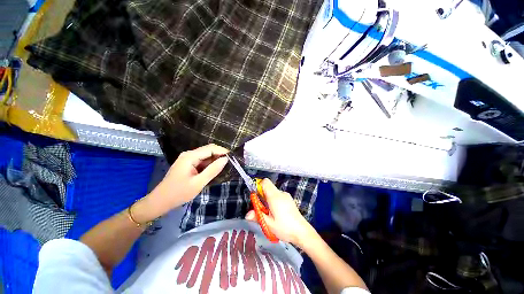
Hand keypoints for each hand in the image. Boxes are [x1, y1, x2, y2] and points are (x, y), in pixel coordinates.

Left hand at [134, 144, 228, 221]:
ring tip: (225, 167)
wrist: (160, 201)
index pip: (211, 148)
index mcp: (190, 156)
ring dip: (215, 160)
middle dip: (220, 155)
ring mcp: (188, 159)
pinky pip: (202, 161)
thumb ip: (213, 170)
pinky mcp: (189, 164)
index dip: (223, 151)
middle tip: (231, 163)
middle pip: (208, 150)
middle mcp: (189, 154)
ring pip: (206, 156)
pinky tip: (215, 170)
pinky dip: (210, 165)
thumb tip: (226, 159)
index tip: (233, 158)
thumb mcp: (198, 183)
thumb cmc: (179, 193)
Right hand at [245, 179, 315, 247]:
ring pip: (273, 193)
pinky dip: (274, 201)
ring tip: (270, 214)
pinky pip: (278, 196)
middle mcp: (281, 193)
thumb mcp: (269, 224)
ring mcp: (286, 196)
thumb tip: (247, 214)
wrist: (302, 232)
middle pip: (268, 188)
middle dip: (262, 196)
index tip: (256, 197)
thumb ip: (257, 216)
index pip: (265, 182)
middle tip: (262, 209)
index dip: (258, 186)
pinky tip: (277, 213)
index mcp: (275, 196)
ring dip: (268, 200)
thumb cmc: (285, 228)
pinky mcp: (289, 200)